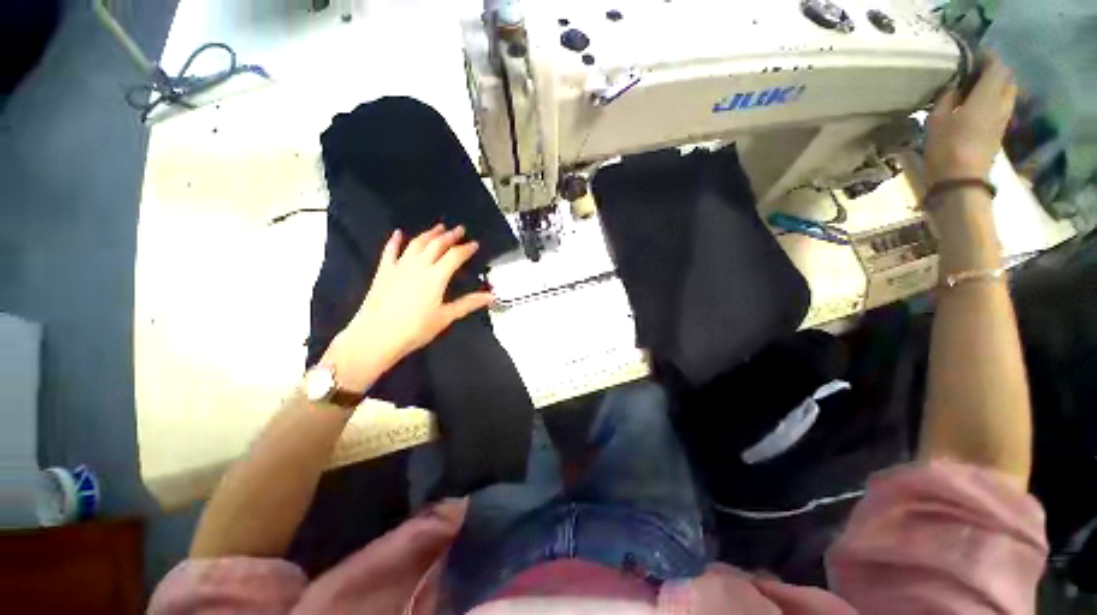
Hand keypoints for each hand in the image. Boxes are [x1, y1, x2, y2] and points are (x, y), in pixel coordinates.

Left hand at [322, 224, 494, 391]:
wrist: (377, 336)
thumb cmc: (415, 328)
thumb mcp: (446, 317)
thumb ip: (469, 303)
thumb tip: (491, 296)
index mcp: (436, 276)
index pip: (455, 256)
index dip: (466, 248)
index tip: (475, 244)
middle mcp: (419, 266)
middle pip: (437, 244)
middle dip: (450, 235)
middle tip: (459, 229)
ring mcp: (399, 266)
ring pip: (416, 243)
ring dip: (429, 234)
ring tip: (438, 228)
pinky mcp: (384, 271)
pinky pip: (390, 251)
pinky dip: (395, 241)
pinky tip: (398, 233)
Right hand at [924, 52, 1017, 185]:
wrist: (961, 180)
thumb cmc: (947, 147)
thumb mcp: (937, 119)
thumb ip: (947, 98)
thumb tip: (953, 87)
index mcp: (988, 95)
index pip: (996, 65)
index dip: (987, 56)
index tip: (974, 54)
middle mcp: (1001, 103)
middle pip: (1007, 78)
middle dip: (996, 70)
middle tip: (977, 70)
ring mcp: (1003, 119)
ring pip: (1008, 92)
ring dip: (997, 86)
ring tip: (977, 88)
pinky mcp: (999, 132)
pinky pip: (1002, 107)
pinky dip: (995, 100)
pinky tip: (979, 105)